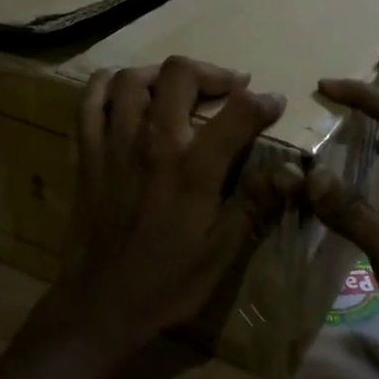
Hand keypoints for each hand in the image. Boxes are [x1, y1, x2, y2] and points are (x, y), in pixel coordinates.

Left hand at [53, 56, 302, 358]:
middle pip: (179, 75)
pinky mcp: (86, 153)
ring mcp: (114, 143)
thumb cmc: (167, 282)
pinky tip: (125, 91)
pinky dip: (106, 85)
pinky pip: (90, 101)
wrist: (100, 305)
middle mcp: (153, 143)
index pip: (236, 113)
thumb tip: (291, 172)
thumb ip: (254, 203)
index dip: (262, 101)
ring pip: (132, 79)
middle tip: (229, 88)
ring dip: (161, 73)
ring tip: (179, 88)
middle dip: (211, 73)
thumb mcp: (222, 252)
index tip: (274, 102)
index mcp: (192, 169)